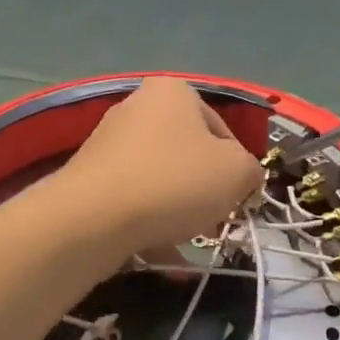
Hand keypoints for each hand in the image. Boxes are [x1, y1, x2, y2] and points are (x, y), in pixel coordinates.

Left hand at [60, 77, 264, 259]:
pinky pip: (132, 195)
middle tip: (212, 221)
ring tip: (183, 240)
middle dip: (204, 189)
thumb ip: (250, 169)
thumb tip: (243, 176)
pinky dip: (147, 219)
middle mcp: (137, 104)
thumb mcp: (236, 172)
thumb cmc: (174, 181)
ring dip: (176, 207)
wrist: (94, 216)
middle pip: (188, 151)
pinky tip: (156, 249)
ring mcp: (108, 138)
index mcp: (173, 91)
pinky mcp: (89, 172)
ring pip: (159, 176)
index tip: (237, 199)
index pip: (221, 129)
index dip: (236, 167)